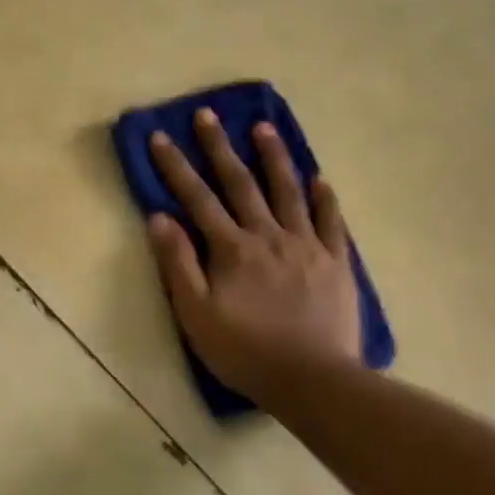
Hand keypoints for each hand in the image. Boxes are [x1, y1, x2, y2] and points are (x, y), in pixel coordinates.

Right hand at [146, 110, 362, 401]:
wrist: (312, 379)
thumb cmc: (245, 351)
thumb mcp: (196, 314)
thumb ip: (178, 264)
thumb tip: (159, 218)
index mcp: (232, 249)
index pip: (197, 198)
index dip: (176, 167)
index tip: (160, 136)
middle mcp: (268, 235)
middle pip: (241, 183)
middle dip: (220, 147)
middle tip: (209, 115)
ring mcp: (307, 245)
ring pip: (288, 191)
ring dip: (273, 158)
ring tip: (264, 128)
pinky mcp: (336, 262)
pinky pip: (331, 221)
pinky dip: (324, 198)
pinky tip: (319, 178)